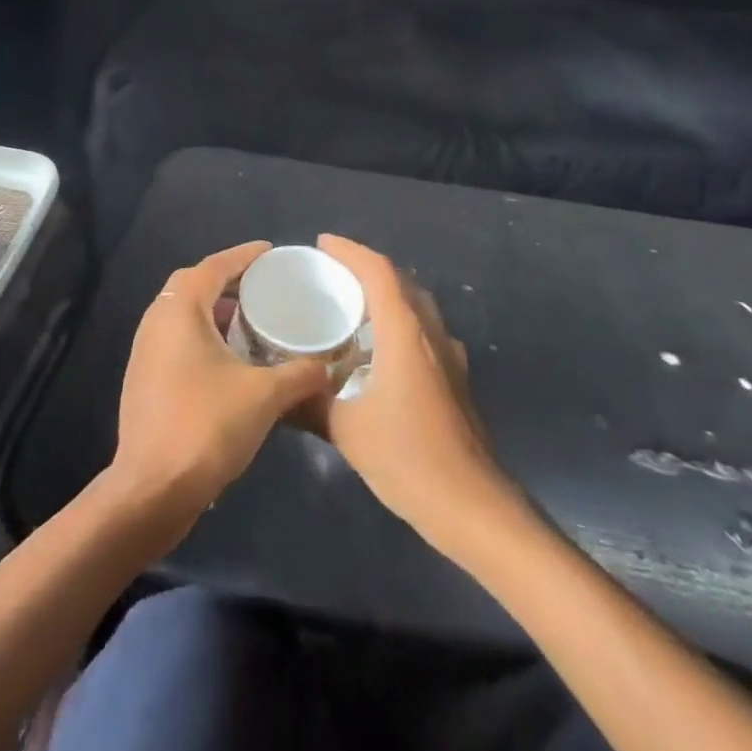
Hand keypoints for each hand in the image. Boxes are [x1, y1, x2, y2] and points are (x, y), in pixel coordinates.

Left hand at [110, 241, 332, 530]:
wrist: (152, 490)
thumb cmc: (206, 426)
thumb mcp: (264, 396)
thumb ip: (300, 375)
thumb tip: (329, 367)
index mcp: (180, 310)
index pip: (214, 266)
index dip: (244, 256)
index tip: (272, 253)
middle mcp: (157, 321)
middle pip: (195, 285)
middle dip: (229, 281)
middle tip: (264, 286)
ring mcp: (146, 351)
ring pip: (184, 314)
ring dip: (216, 311)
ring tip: (254, 320)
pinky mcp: (145, 378)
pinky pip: (178, 339)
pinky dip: (205, 336)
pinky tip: (232, 359)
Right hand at [310, 235, 517, 550]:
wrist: (472, 506)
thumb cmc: (407, 458)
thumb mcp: (346, 430)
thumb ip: (310, 404)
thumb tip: (279, 393)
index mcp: (405, 332)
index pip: (379, 271)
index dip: (350, 251)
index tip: (322, 244)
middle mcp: (431, 333)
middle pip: (400, 281)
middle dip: (367, 269)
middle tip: (331, 274)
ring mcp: (449, 355)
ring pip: (416, 306)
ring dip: (386, 295)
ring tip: (351, 306)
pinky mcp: (455, 378)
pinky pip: (424, 331)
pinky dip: (399, 323)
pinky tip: (379, 351)